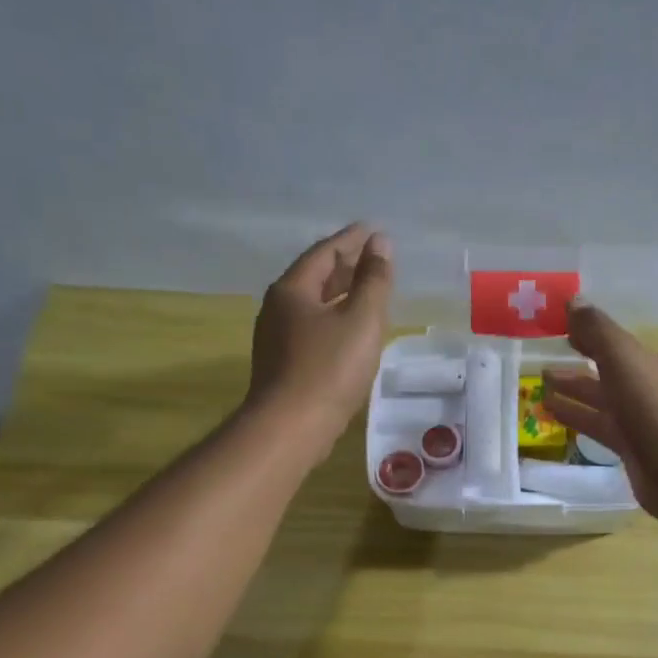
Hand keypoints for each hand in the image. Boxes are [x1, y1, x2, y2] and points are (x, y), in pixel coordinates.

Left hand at [245, 223, 393, 463]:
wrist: (291, 427)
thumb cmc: (329, 368)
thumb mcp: (361, 319)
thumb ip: (374, 280)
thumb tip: (380, 243)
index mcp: (292, 290)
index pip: (324, 252)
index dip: (351, 239)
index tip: (373, 231)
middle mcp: (278, 308)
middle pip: (315, 276)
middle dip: (345, 264)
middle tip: (373, 256)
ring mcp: (276, 337)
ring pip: (313, 304)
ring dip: (340, 292)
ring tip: (366, 289)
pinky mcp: (283, 363)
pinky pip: (312, 327)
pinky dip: (334, 317)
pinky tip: (350, 329)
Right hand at [543, 282, 657, 525]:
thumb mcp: (628, 362)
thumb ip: (599, 331)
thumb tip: (574, 302)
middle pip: (638, 357)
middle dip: (606, 344)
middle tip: (573, 333)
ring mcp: (655, 416)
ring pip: (614, 392)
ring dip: (582, 382)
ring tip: (545, 372)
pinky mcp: (639, 445)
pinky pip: (604, 423)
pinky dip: (580, 413)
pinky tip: (549, 407)